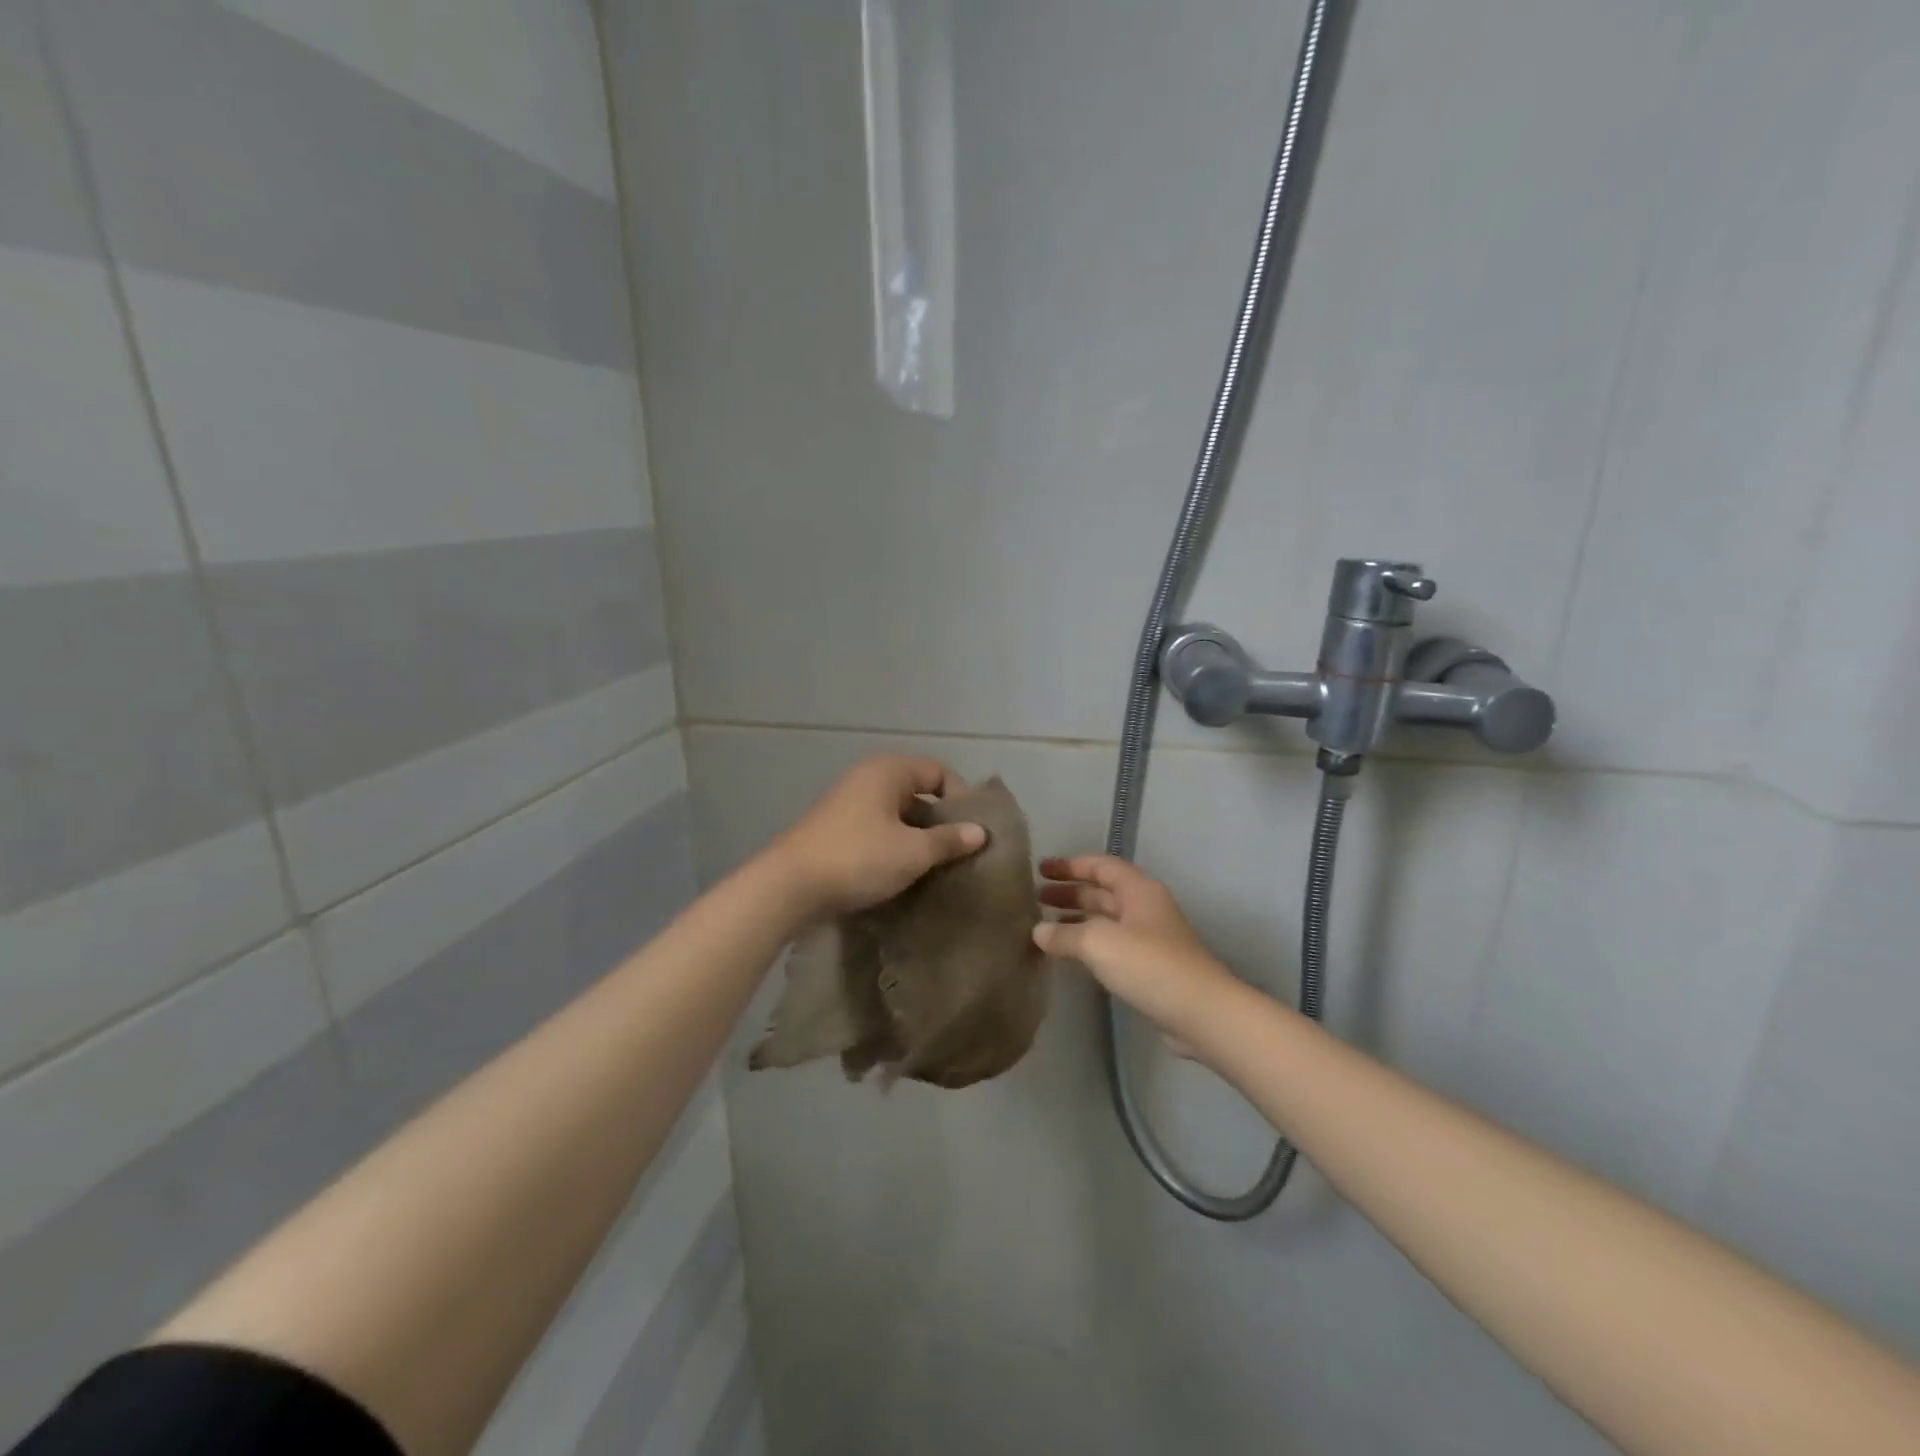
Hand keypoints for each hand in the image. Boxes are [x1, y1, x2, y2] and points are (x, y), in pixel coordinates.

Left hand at [764, 756, 986, 918]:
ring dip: (917, 837)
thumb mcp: (912, 852)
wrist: (788, 886)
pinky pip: (876, 829)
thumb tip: (980, 832)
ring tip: (935, 868)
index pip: (938, 772)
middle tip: (958, 852)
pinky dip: (893, 846)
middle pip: (917, 792)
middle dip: (939, 821)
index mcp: (888, 771)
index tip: (972, 832)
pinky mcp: (834, 829)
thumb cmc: (858, 858)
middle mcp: (867, 778)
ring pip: (896, 814)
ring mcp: (847, 803)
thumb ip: (949, 840)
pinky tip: (902, 874)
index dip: (960, 798)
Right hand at [1034, 856, 1236, 1044]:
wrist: (1201, 1013)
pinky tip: (1067, 956)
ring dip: (1076, 920)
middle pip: (1102, 893)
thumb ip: (1065, 935)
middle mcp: (1144, 909)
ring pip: (1105, 921)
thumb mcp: (1099, 942)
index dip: (1070, 865)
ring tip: (1043, 928)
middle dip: (1070, 893)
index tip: (1041, 870)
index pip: (1101, 866)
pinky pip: (1111, 947)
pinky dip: (1087, 946)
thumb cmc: (1149, 965)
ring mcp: (1148, 940)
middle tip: (1036, 898)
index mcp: (1138, 891)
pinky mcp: (1149, 969)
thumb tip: (1038, 932)